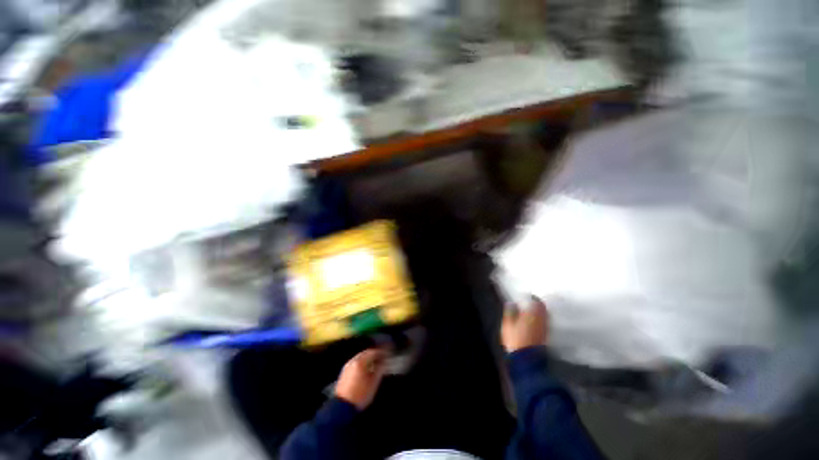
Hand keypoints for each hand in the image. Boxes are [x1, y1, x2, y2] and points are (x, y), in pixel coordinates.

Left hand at [334, 348, 386, 409]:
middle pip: (366, 353)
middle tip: (382, 358)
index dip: (381, 353)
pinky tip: (366, 370)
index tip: (387, 355)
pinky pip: (355, 363)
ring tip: (375, 364)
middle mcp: (352, 361)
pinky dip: (362, 364)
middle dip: (374, 355)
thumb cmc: (360, 395)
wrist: (342, 408)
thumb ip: (380, 370)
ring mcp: (347, 367)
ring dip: (368, 359)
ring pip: (360, 358)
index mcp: (360, 362)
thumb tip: (385, 362)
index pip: (373, 352)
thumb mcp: (373, 383)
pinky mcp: (344, 373)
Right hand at [501, 296, 549, 352]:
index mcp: (531, 314)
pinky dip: (541, 318)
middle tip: (531, 302)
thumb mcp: (508, 325)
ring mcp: (544, 327)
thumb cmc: (515, 339)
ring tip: (533, 310)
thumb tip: (512, 303)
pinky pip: (545, 322)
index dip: (532, 297)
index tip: (527, 296)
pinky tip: (535, 320)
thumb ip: (510, 312)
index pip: (535, 301)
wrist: (527, 360)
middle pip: (542, 307)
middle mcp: (541, 319)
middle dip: (537, 303)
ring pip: (545, 314)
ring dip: (540, 311)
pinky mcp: (545, 335)